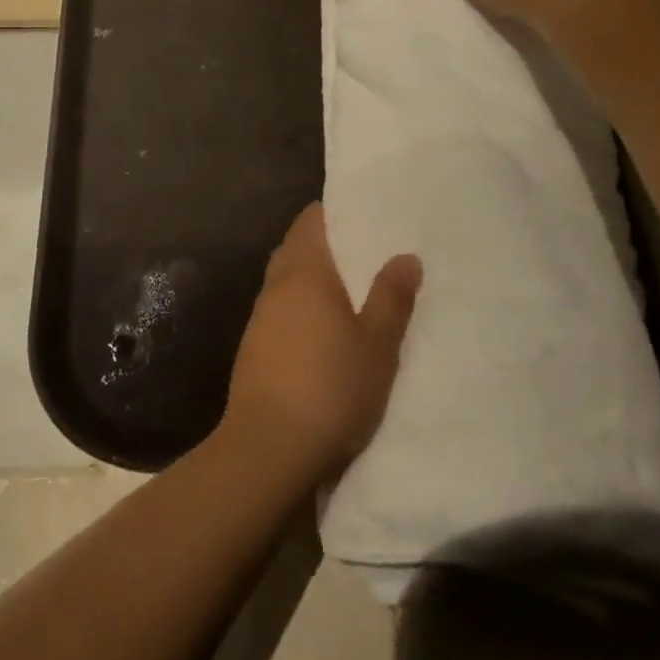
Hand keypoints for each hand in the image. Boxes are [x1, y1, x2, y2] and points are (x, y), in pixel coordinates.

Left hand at [224, 203, 420, 478]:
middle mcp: (276, 283)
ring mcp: (260, 315)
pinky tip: (321, 328)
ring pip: (286, 279)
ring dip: (311, 277)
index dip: (334, 212)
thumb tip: (406, 255)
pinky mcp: (253, 346)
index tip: (362, 214)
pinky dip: (300, 305)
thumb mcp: (377, 345)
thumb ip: (391, 298)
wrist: (267, 446)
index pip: (311, 220)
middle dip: (325, 244)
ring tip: (348, 288)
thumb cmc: (330, 387)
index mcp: (304, 270)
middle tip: (363, 250)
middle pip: (297, 247)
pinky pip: (280, 308)